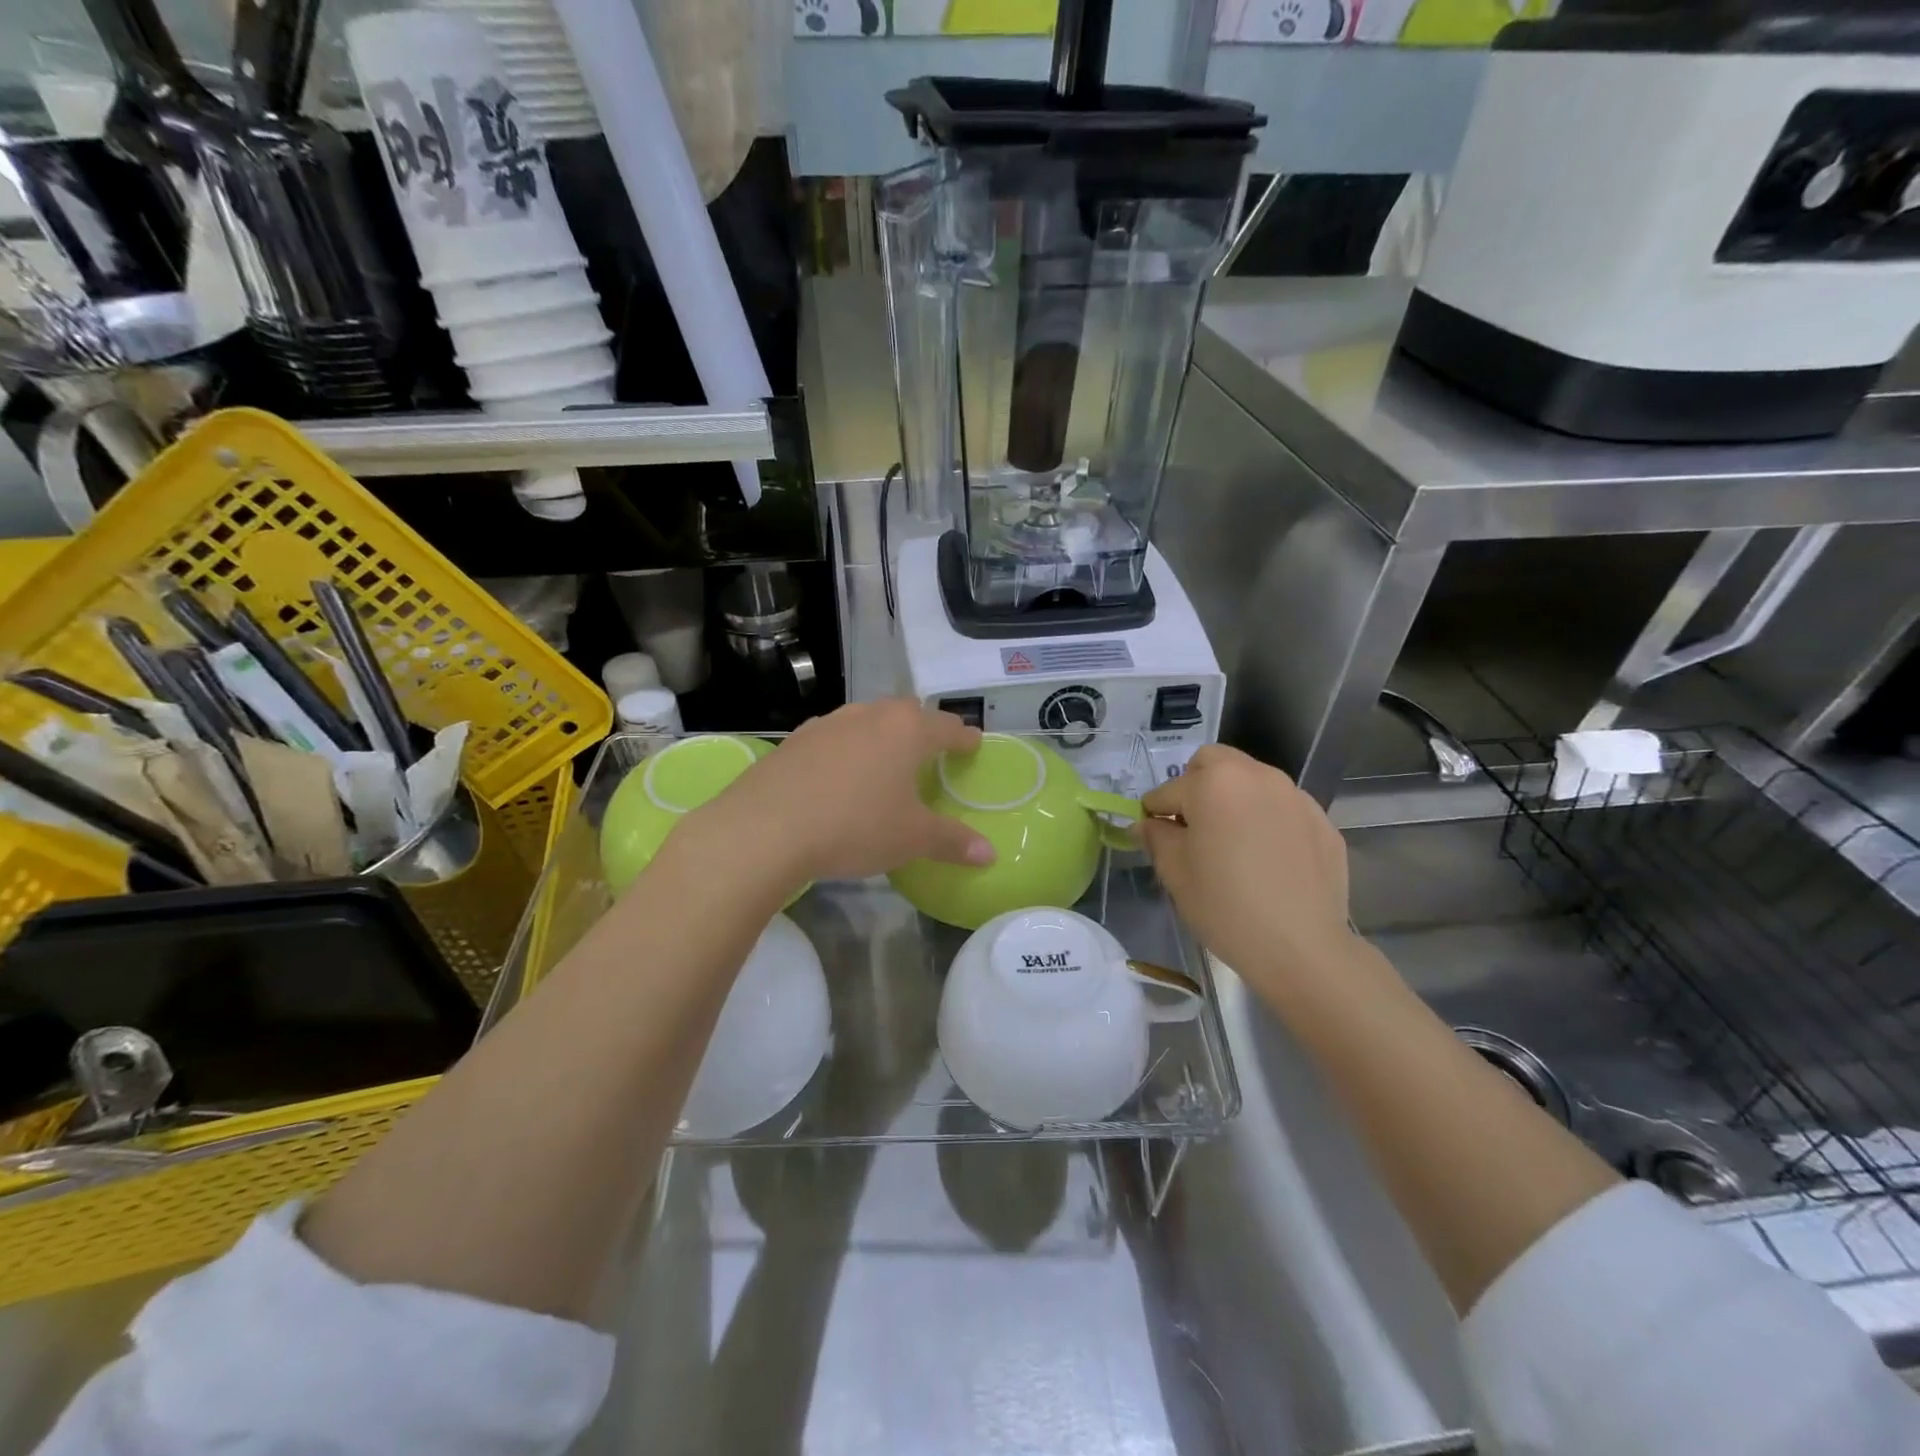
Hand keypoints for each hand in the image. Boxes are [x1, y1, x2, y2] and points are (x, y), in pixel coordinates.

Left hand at [693, 700, 995, 889]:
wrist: (766, 828)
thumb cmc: (854, 826)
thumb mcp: (911, 839)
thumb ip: (953, 842)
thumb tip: (991, 854)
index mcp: (907, 731)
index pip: (947, 727)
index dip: (963, 737)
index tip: (972, 744)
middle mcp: (870, 715)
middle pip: (907, 713)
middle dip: (924, 727)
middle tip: (932, 749)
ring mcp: (828, 723)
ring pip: (867, 719)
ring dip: (883, 734)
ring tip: (886, 758)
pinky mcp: (795, 739)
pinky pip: (834, 736)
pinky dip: (847, 748)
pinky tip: (840, 772)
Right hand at [1139, 745, 1357, 1002]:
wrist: (1302, 948)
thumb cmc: (1226, 907)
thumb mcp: (1175, 873)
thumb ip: (1156, 837)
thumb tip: (1148, 824)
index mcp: (1215, 783)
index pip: (1168, 790)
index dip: (1154, 814)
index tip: (1153, 837)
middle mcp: (1258, 776)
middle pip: (1215, 763)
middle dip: (1196, 785)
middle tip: (1193, 827)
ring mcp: (1296, 797)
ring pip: (1252, 782)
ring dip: (1234, 800)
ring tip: (1233, 845)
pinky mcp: (1323, 822)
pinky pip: (1283, 809)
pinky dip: (1268, 821)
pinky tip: (1268, 861)